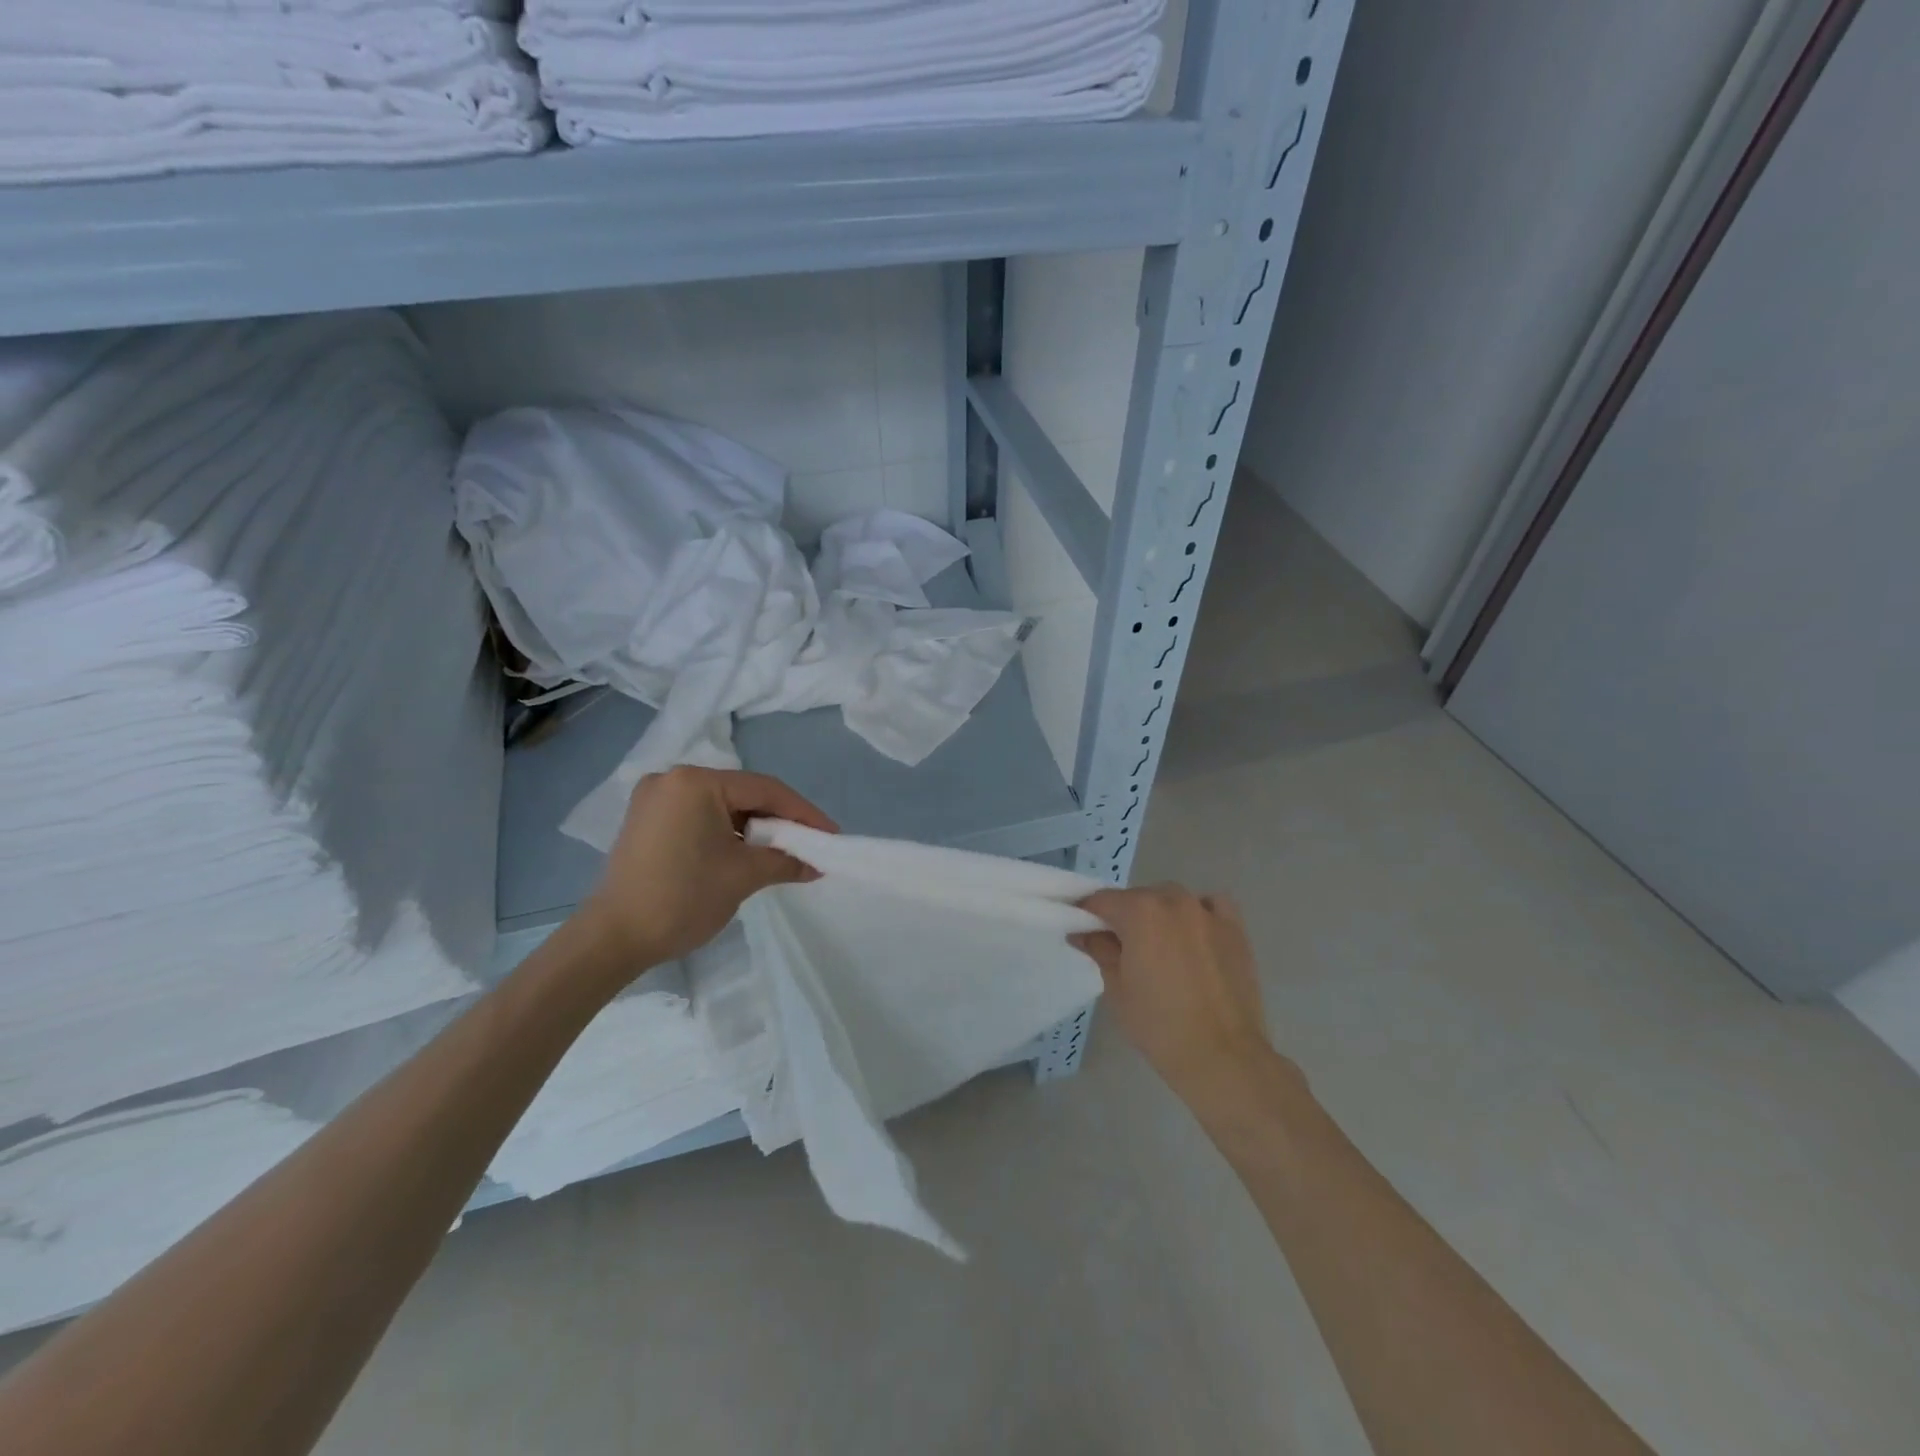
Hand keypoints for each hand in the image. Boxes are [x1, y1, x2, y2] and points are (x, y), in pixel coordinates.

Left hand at [579, 766, 836, 971]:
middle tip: (810, 843)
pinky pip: (699, 817)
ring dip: (753, 828)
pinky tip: (746, 852)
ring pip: (721, 806)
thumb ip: (785, 860)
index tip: (831, 834)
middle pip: (742, 793)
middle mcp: (672, 779)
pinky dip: (726, 833)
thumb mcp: (743, 876)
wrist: (612, 939)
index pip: (765, 789)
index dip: (803, 812)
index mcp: (695, 782)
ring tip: (783, 851)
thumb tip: (816, 865)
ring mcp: (655, 799)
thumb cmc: (682, 898)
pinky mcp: (646, 821)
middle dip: (778, 820)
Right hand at [1072, 885, 1280, 1103]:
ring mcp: (1207, 912)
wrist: (1222, 1056)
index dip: (1087, 914)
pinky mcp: (1235, 929)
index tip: (1082, 931)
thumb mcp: (1117, 988)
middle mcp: (1174, 900)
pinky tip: (1195, 934)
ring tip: (1160, 946)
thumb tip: (1084, 933)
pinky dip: (1198, 912)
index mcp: (1140, 912)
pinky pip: (1210, 905)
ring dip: (1159, 913)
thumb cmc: (1159, 1025)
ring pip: (1172, 899)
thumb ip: (1099, 950)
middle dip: (1124, 916)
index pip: (1102, 900)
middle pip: (1138, 898)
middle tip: (1120, 948)